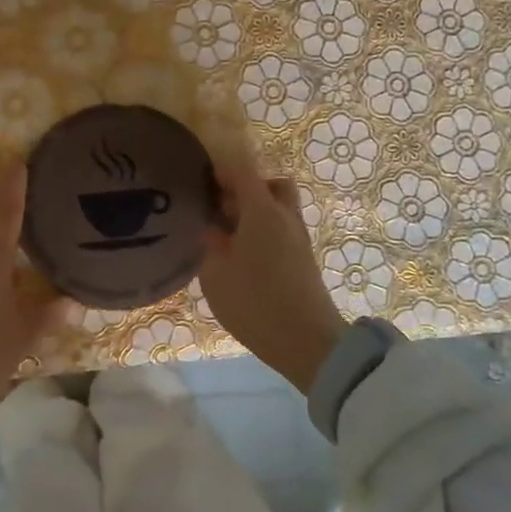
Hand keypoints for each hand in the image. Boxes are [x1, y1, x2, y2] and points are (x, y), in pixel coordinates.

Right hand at [199, 148, 346, 395]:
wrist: (308, 342)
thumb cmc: (255, 304)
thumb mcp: (216, 275)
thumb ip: (212, 245)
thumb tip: (214, 230)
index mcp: (262, 211)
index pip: (243, 171)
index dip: (223, 168)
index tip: (203, 179)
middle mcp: (285, 216)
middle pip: (271, 184)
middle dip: (246, 188)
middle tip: (220, 208)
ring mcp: (299, 237)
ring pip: (280, 207)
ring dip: (256, 211)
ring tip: (229, 234)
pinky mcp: (304, 258)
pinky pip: (282, 228)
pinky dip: (264, 230)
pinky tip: (243, 254)